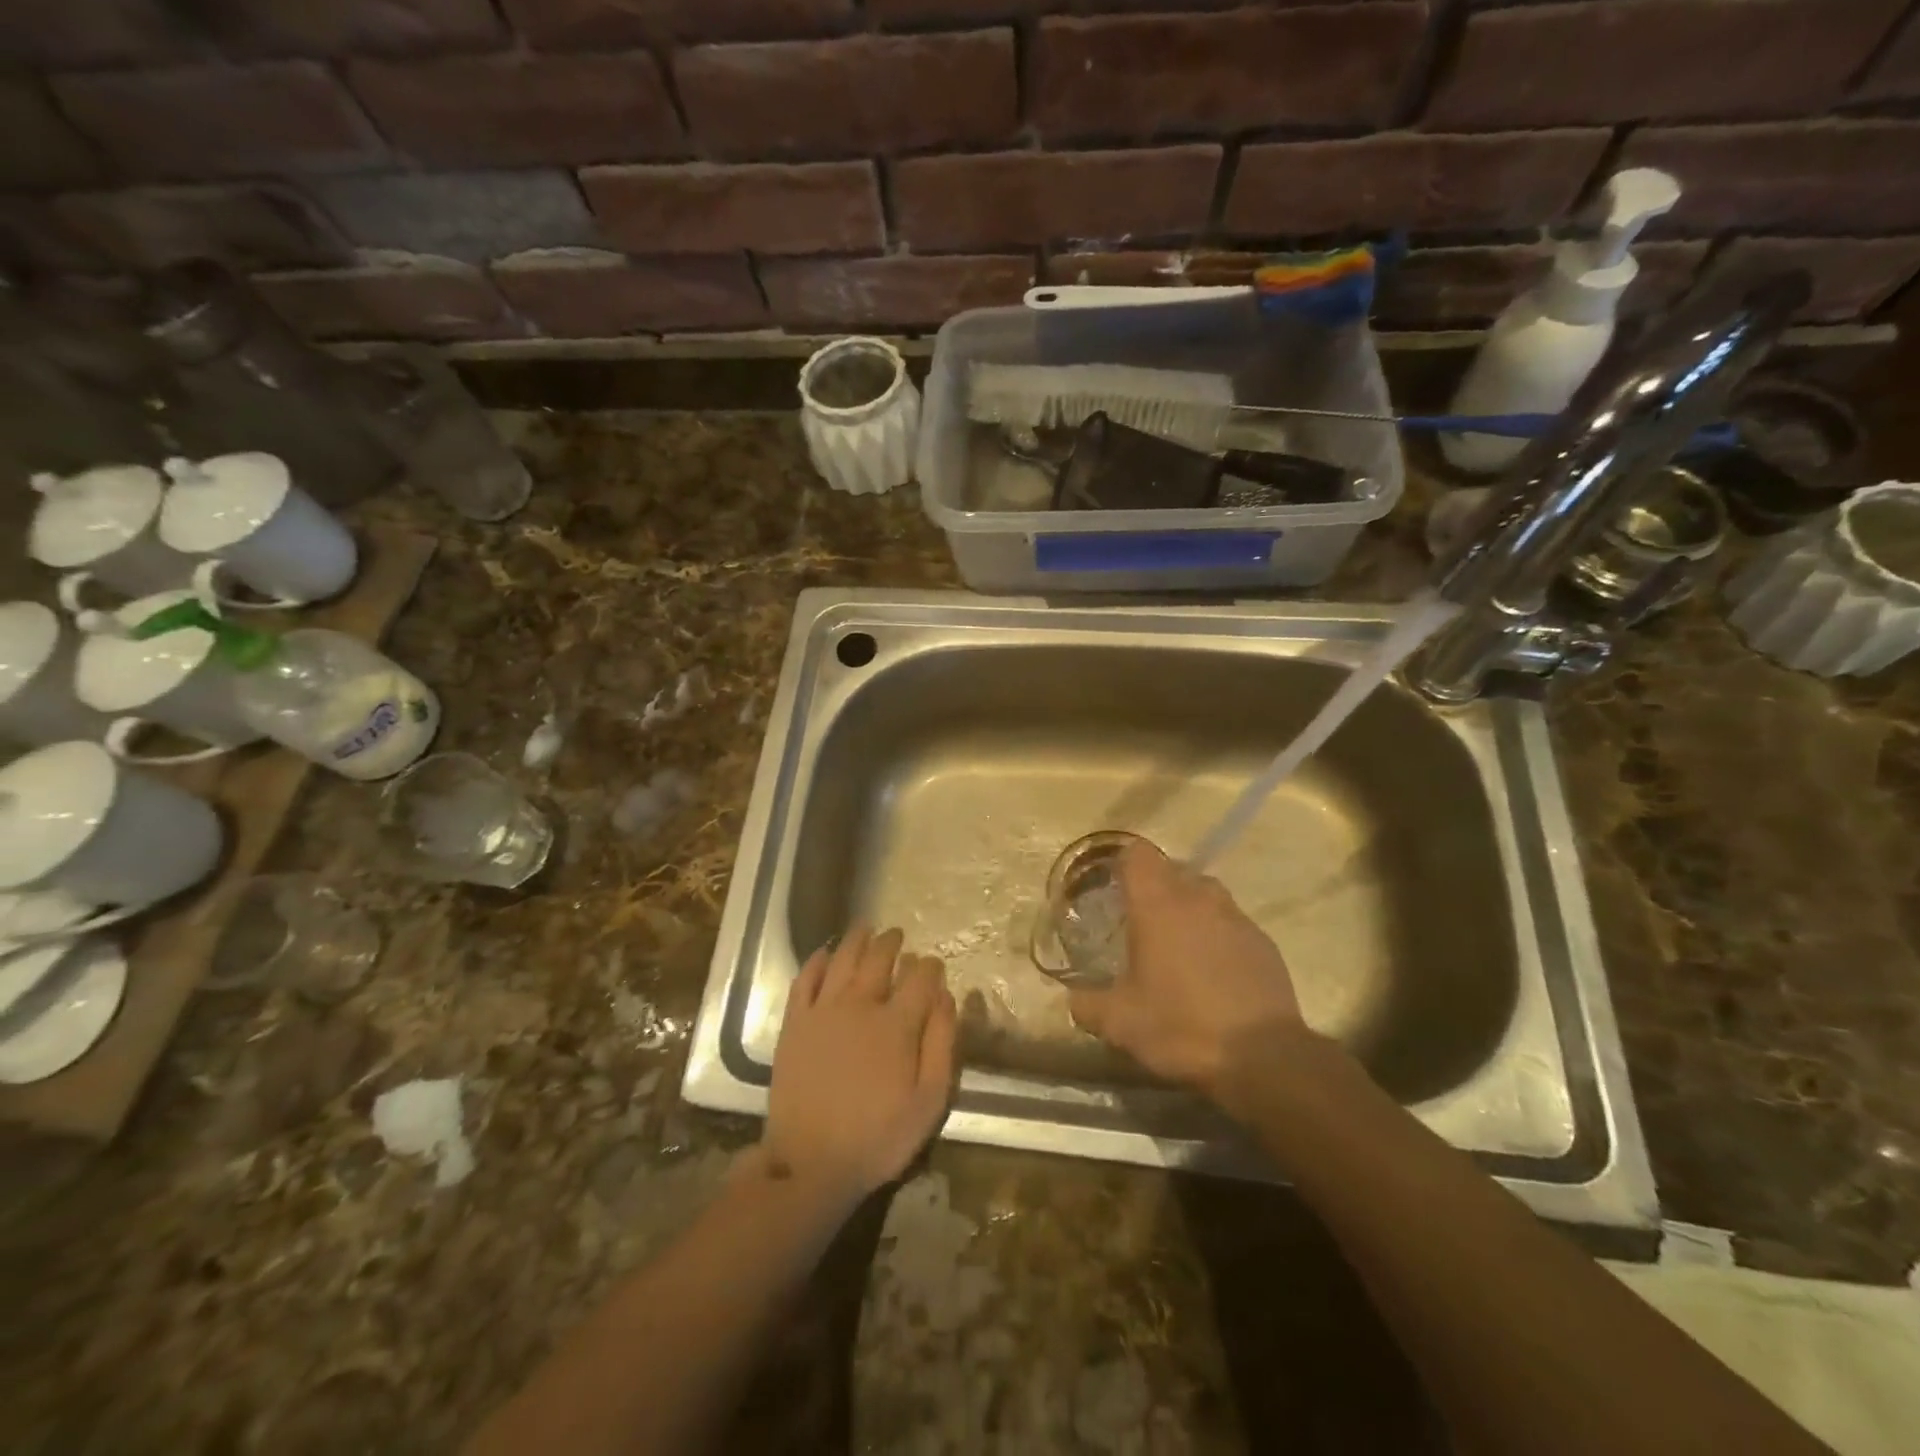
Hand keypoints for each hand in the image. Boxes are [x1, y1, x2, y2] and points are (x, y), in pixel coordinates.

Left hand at [763, 926, 957, 1207]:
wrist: (810, 1163)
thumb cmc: (878, 1137)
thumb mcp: (928, 1102)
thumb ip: (942, 1045)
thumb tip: (947, 997)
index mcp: (897, 1024)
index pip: (919, 978)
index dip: (930, 966)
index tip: (934, 964)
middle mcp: (860, 1005)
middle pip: (879, 959)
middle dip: (893, 943)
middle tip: (898, 935)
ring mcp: (823, 1011)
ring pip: (842, 959)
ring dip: (857, 940)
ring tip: (866, 929)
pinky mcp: (794, 1024)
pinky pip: (805, 980)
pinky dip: (816, 962)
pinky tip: (824, 954)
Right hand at [1069, 841, 1307, 1110]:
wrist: (1262, 1057)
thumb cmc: (1181, 1026)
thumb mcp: (1120, 1023)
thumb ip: (1088, 1004)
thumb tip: (1073, 998)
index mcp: (1157, 905)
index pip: (1138, 854)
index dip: (1123, 864)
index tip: (1113, 886)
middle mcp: (1198, 899)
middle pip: (1172, 870)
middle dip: (1155, 887)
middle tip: (1139, 922)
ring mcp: (1236, 918)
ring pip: (1206, 893)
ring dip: (1189, 908)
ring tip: (1177, 943)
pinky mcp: (1264, 943)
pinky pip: (1232, 923)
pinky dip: (1217, 935)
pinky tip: (1212, 970)